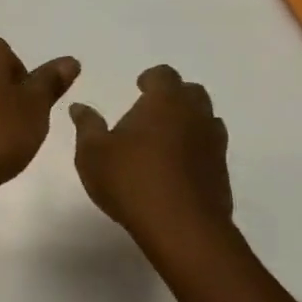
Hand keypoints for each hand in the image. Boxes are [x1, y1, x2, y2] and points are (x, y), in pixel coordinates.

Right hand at [70, 65, 235, 246]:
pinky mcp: (221, 172)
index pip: (164, 75)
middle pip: (191, 92)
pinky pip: (210, 149)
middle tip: (150, 112)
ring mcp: (214, 144)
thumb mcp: (93, 153)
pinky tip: (175, 168)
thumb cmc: (130, 180)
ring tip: (163, 140)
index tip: (139, 87)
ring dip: (187, 122)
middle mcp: (195, 115)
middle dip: (173, 97)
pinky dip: (195, 150)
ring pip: (206, 120)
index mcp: (165, 102)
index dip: (151, 78)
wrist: (180, 226)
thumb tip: (79, 107)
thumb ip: (87, 126)